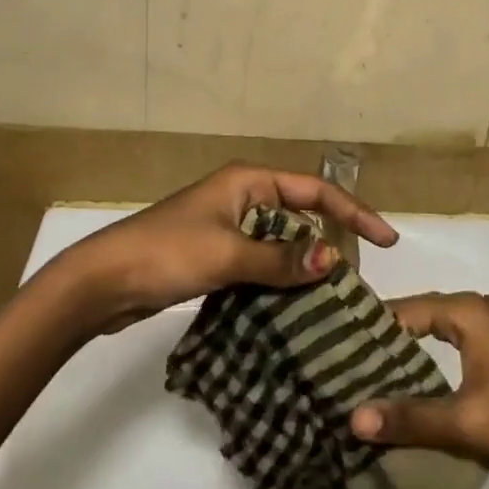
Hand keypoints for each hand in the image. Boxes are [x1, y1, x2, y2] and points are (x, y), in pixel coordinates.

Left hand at [51, 164, 396, 334]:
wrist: (102, 281)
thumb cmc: (167, 253)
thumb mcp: (228, 254)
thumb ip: (280, 258)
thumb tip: (332, 259)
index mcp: (249, 181)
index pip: (314, 191)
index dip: (353, 212)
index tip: (386, 240)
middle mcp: (243, 197)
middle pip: (300, 215)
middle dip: (329, 241)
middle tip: (357, 279)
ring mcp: (228, 226)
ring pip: (280, 242)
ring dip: (303, 265)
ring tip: (334, 298)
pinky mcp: (215, 255)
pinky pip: (260, 262)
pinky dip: (278, 280)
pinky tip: (294, 306)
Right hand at [349, 292, 488, 477]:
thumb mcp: (465, 422)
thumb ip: (410, 418)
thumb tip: (353, 418)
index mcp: (469, 310)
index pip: (406, 309)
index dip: (372, 327)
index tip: (338, 347)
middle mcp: (482, 305)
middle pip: (423, 314)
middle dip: (390, 338)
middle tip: (351, 363)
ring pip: (443, 327)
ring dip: (414, 347)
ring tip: (377, 372)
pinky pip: (461, 338)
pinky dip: (437, 353)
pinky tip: (422, 378)